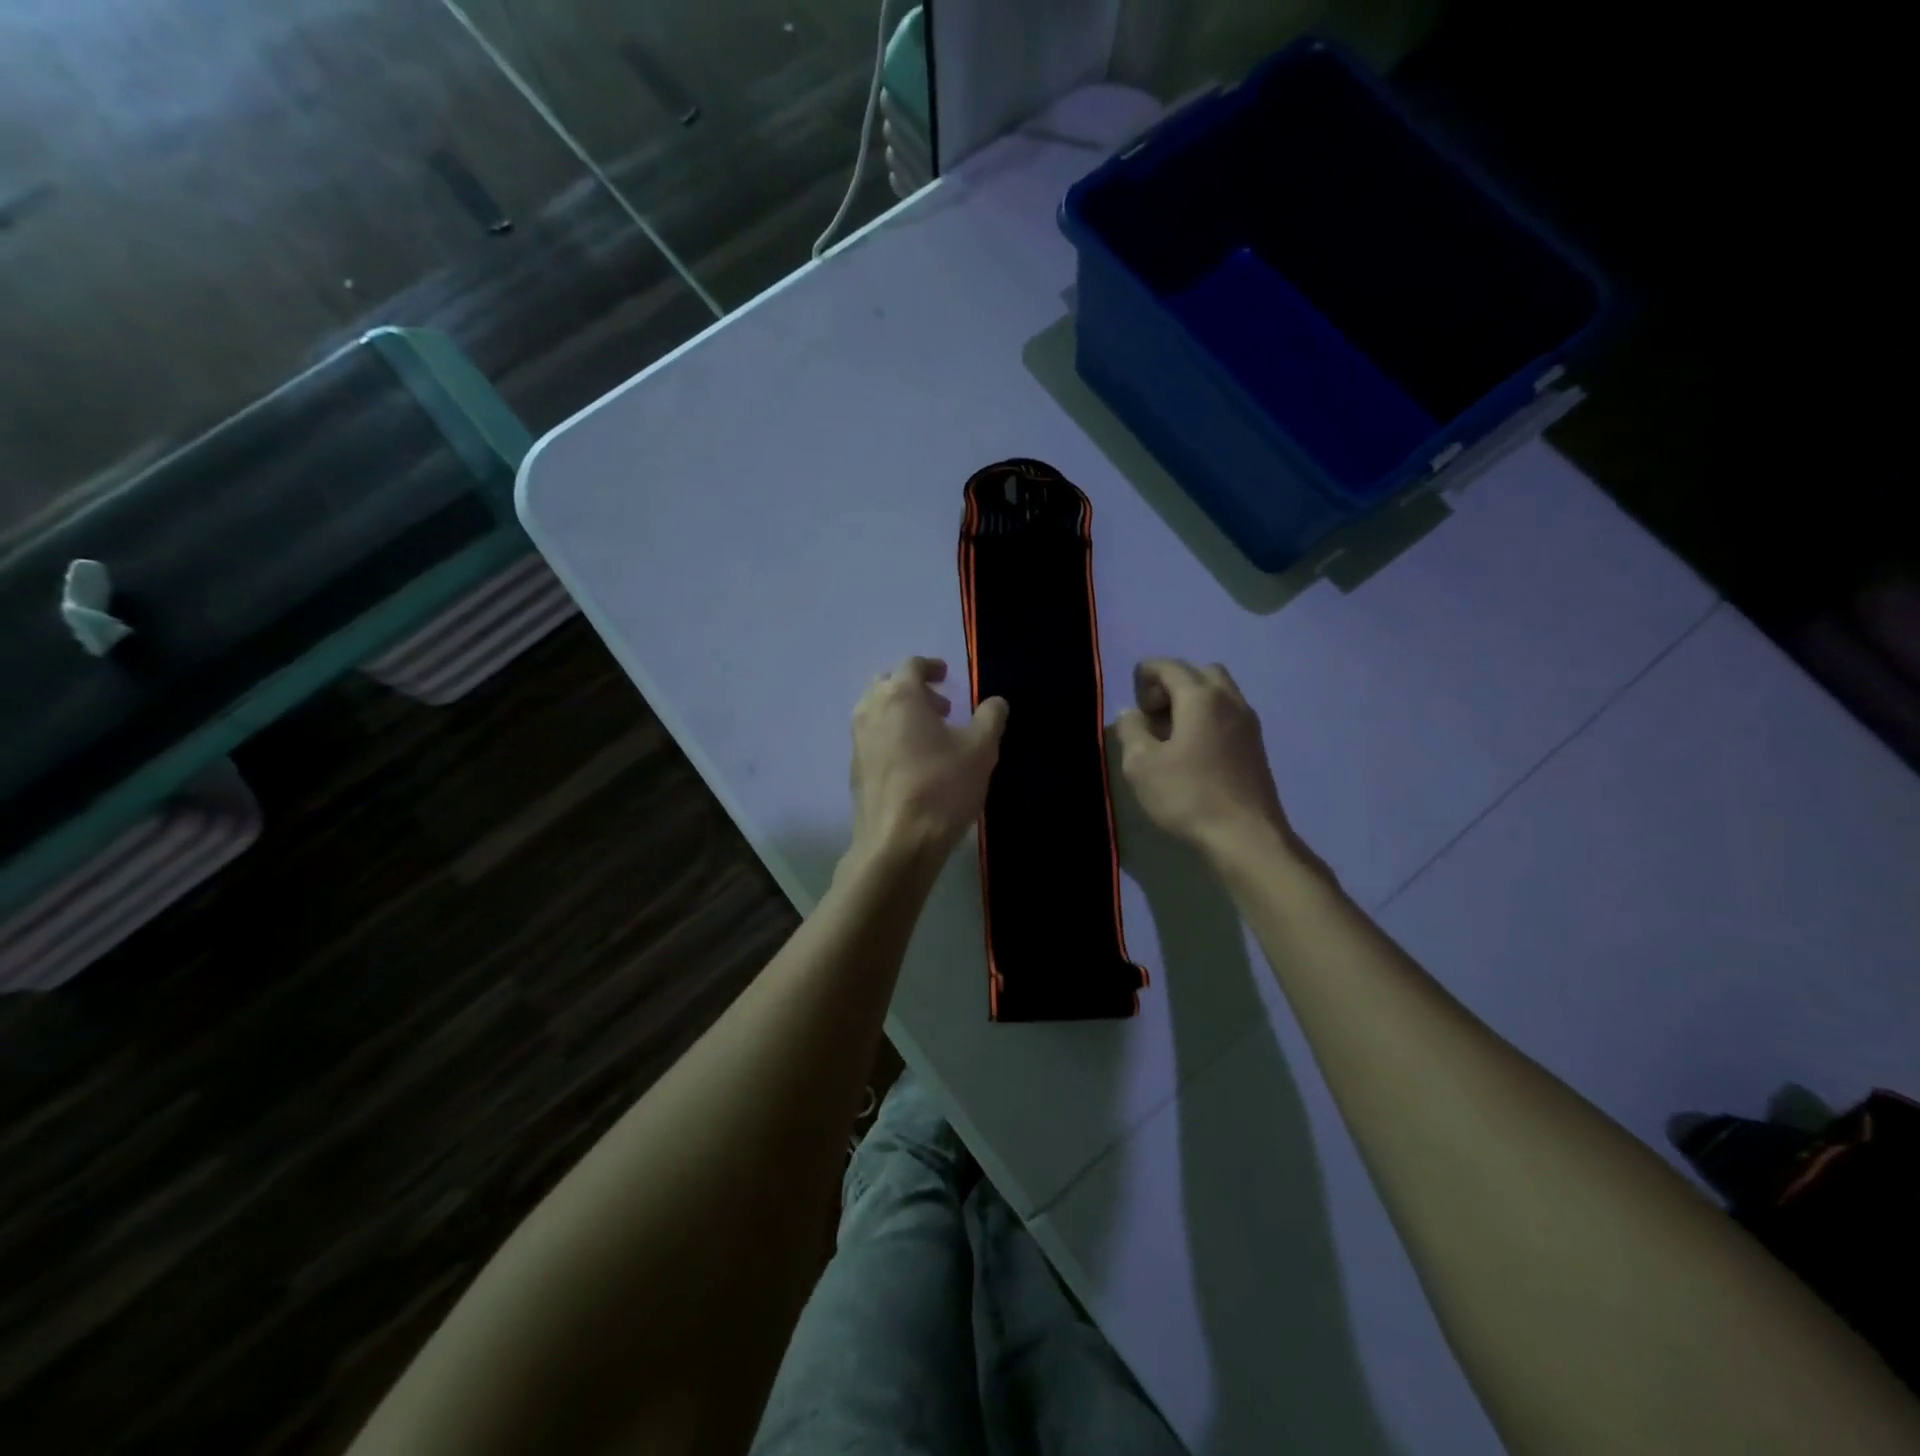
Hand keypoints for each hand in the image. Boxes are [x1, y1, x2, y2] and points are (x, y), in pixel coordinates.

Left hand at [849, 656, 1008, 866]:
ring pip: (876, 712)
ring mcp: (857, 741)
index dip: (931, 667)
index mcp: (899, 697)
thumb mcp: (980, 751)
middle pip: (888, 685)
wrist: (897, 844)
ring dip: (901, 714)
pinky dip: (890, 737)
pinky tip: (913, 763)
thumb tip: (996, 702)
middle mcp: (871, 711)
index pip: (912, 665)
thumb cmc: (941, 789)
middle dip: (914, 689)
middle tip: (941, 708)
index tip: (947, 676)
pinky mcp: (854, 769)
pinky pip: (872, 739)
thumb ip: (990, 718)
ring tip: (930, 737)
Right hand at [1113, 659, 1300, 865]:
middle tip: (1154, 714)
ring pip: (1218, 692)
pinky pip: (1228, 714)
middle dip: (1172, 683)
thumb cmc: (1188, 796)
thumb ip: (1131, 730)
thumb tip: (1131, 713)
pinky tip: (1193, 750)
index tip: (1133, 703)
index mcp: (1200, 697)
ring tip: (1171, 734)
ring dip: (1192, 701)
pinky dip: (1208, 718)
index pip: (1169, 666)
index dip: (1144, 675)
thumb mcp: (1141, 765)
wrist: (1246, 836)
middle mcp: (1229, 700)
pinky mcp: (1256, 746)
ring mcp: (1248, 723)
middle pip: (1199, 672)